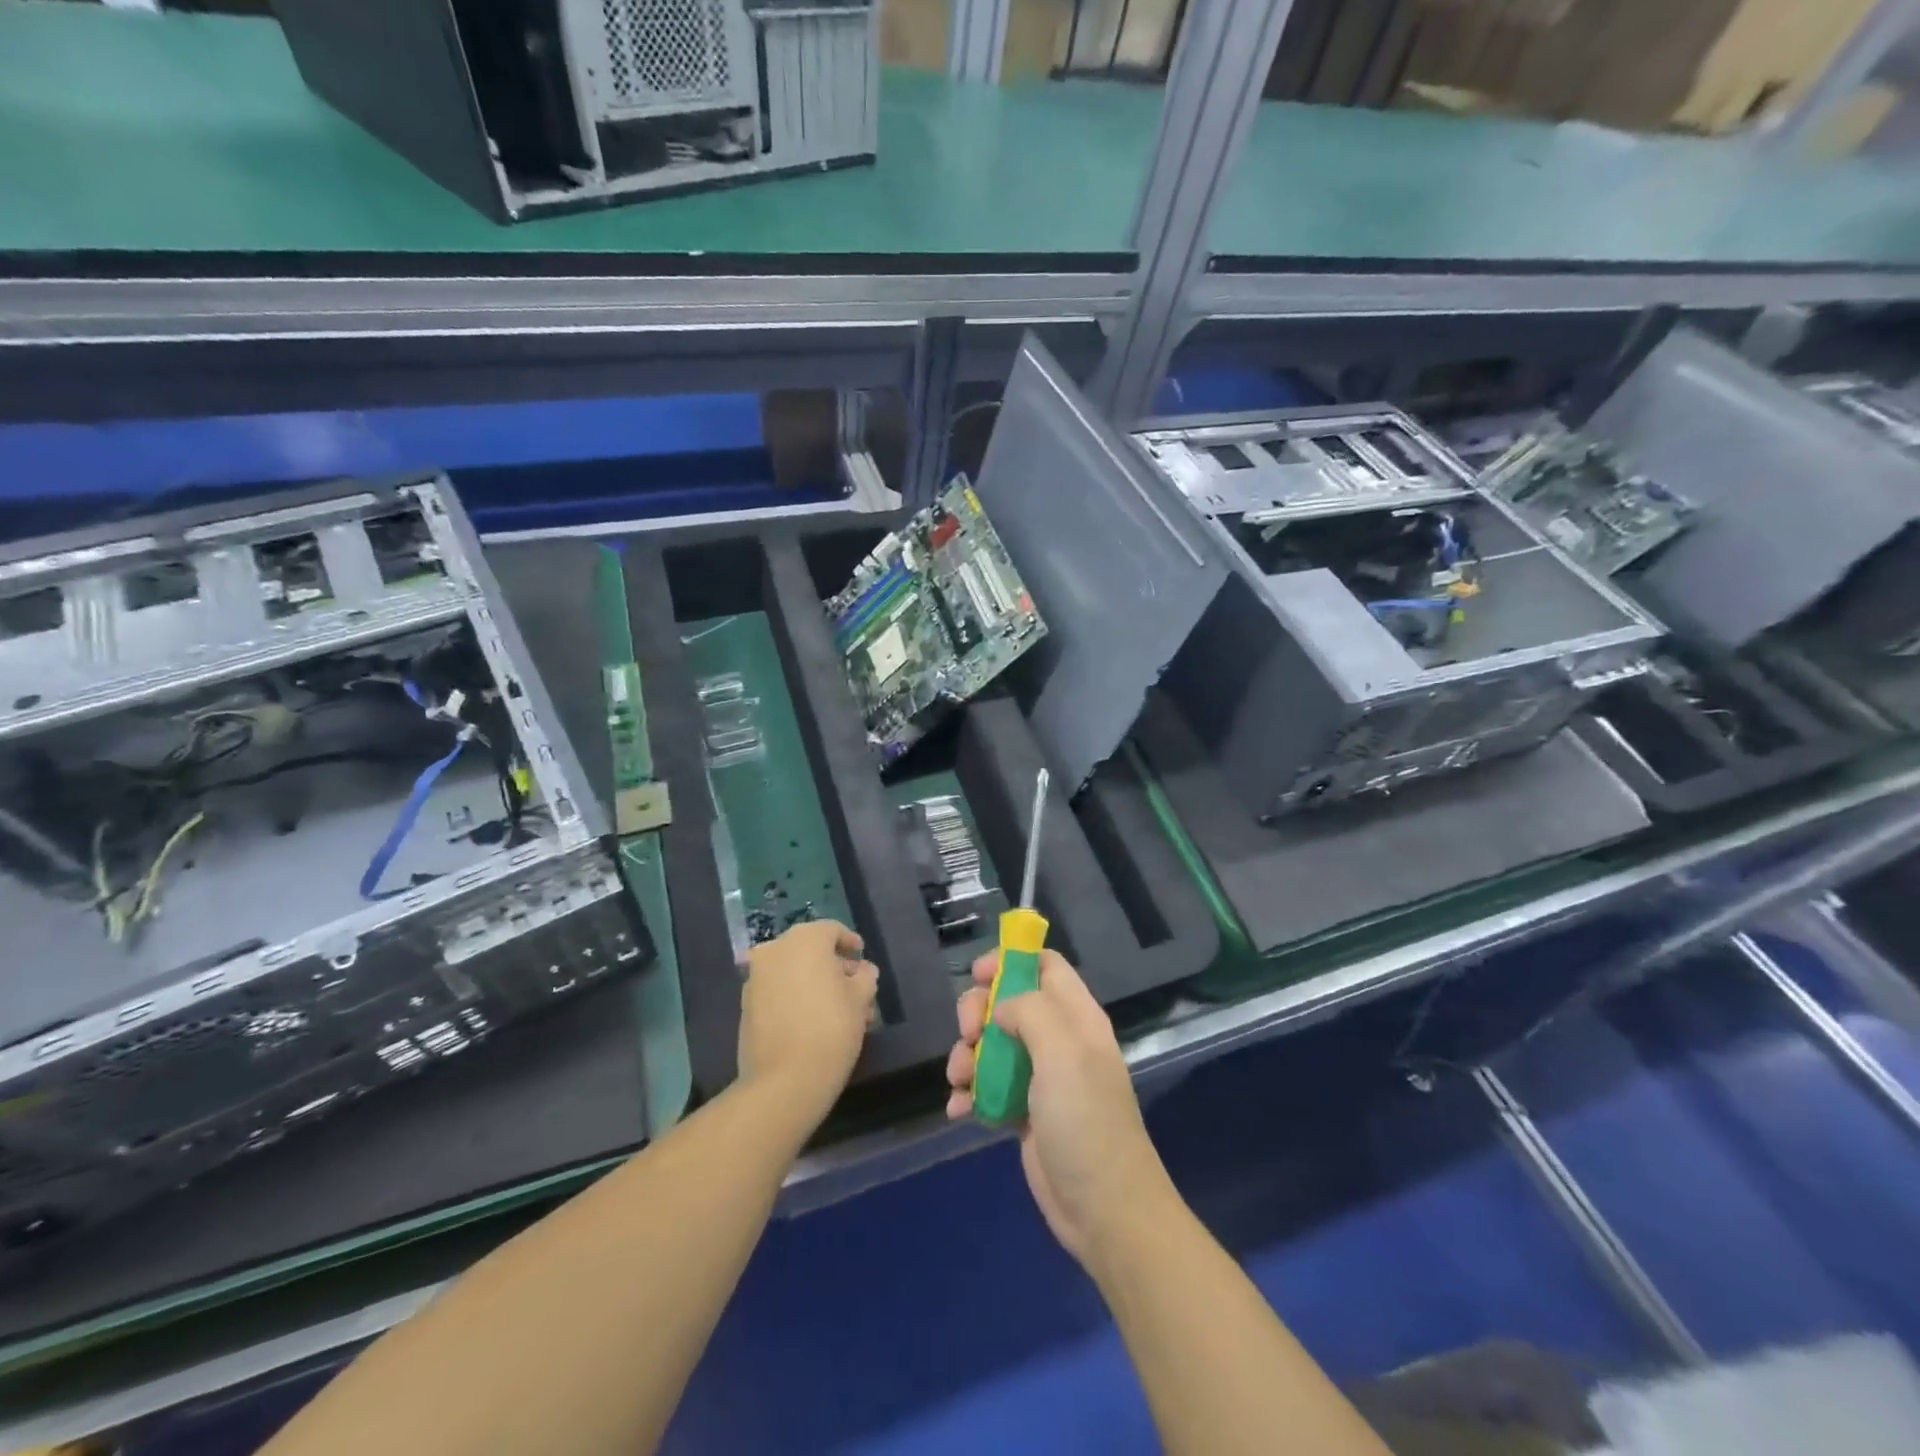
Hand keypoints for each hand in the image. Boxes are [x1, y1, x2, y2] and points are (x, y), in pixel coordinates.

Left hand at [739, 920, 878, 1124]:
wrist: (784, 1080)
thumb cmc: (831, 1028)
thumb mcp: (860, 999)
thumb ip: (865, 977)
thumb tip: (863, 971)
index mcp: (804, 939)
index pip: (832, 930)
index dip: (850, 943)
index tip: (862, 959)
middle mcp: (775, 950)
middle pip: (811, 951)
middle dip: (835, 968)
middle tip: (856, 990)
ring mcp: (756, 978)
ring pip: (794, 973)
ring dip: (816, 985)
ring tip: (841, 1012)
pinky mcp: (746, 1005)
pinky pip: (779, 990)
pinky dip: (797, 997)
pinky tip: (815, 1020)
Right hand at [946, 950, 1177, 1268]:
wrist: (1104, 1210)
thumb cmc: (1085, 1120)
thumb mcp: (1062, 1052)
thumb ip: (1029, 1010)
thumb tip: (1000, 1007)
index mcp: (1077, 1017)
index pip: (1045, 966)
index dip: (1011, 961)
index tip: (977, 974)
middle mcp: (1059, 1041)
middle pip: (1010, 1003)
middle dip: (979, 1012)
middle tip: (969, 1034)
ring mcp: (1041, 1079)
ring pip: (993, 1046)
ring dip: (967, 1056)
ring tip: (959, 1080)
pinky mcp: (1024, 1114)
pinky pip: (988, 1089)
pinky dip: (970, 1094)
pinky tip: (959, 1110)